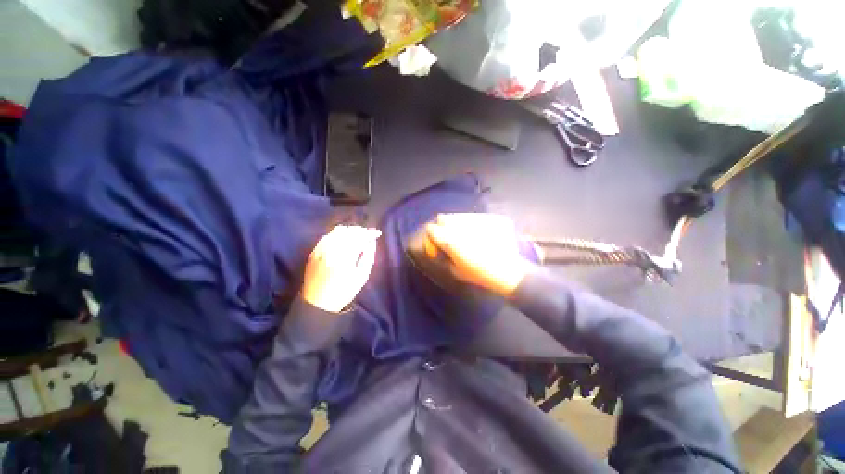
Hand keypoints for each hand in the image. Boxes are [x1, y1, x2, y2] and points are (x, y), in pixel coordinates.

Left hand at [302, 225, 380, 312]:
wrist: (317, 303)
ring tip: (358, 236)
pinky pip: (328, 235)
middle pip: (348, 231)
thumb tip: (371, 241)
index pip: (359, 237)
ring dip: (350, 230)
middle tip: (369, 235)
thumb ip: (368, 256)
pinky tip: (344, 239)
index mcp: (344, 257)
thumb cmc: (343, 291)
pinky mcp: (314, 251)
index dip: (369, 233)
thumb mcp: (362, 276)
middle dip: (361, 230)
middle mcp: (331, 249)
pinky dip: (338, 234)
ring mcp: (320, 249)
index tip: (377, 233)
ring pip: (337, 231)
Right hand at [424, 213, 531, 296]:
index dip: (431, 235)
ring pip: (459, 216)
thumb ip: (443, 256)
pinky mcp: (491, 218)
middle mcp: (461, 226)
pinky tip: (479, 234)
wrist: (509, 272)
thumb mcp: (455, 270)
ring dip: (457, 223)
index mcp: (450, 241)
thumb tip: (437, 247)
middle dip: (442, 226)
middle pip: (443, 218)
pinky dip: (473, 224)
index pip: (431, 229)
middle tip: (449, 237)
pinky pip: (475, 217)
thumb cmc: (479, 275)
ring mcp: (477, 220)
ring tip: (465, 235)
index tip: (435, 242)